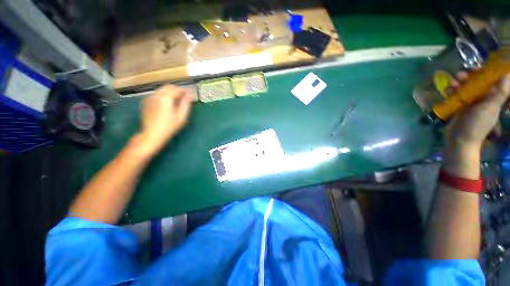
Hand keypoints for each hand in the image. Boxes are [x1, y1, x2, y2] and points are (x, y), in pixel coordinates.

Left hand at [138, 85, 192, 152]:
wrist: (152, 134)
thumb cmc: (170, 126)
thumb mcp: (181, 116)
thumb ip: (186, 104)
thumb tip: (189, 95)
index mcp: (166, 98)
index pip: (177, 89)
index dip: (185, 90)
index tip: (191, 93)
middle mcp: (156, 95)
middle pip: (168, 86)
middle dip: (177, 89)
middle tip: (184, 96)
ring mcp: (149, 98)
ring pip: (162, 90)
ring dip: (170, 92)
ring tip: (177, 99)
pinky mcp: (146, 102)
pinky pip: (157, 94)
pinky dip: (164, 95)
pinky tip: (167, 103)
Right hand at [446, 74, 509, 149]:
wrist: (459, 139)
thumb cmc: (477, 124)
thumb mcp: (490, 108)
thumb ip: (500, 93)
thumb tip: (507, 75)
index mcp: (493, 98)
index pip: (493, 82)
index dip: (487, 73)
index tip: (479, 68)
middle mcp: (482, 98)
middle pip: (477, 83)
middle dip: (469, 77)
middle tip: (461, 75)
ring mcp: (470, 103)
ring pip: (465, 87)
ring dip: (458, 83)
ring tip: (452, 84)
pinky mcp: (459, 106)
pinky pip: (455, 94)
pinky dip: (451, 91)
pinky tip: (447, 91)